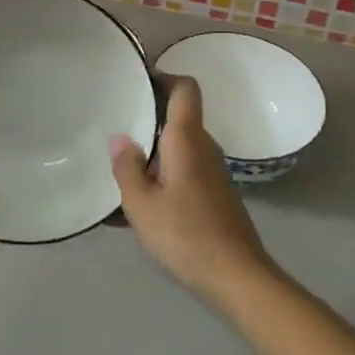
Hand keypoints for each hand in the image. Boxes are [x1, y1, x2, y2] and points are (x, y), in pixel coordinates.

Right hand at [110, 76, 273, 304]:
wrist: (238, 277)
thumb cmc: (185, 234)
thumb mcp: (142, 204)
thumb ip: (127, 167)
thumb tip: (120, 137)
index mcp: (187, 139)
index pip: (185, 89)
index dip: (164, 77)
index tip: (138, 82)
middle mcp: (204, 147)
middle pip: (179, 117)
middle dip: (149, 117)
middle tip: (116, 125)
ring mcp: (214, 171)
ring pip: (181, 146)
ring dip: (155, 149)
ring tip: (122, 165)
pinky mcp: (217, 193)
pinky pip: (186, 168)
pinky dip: (165, 172)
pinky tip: (144, 198)